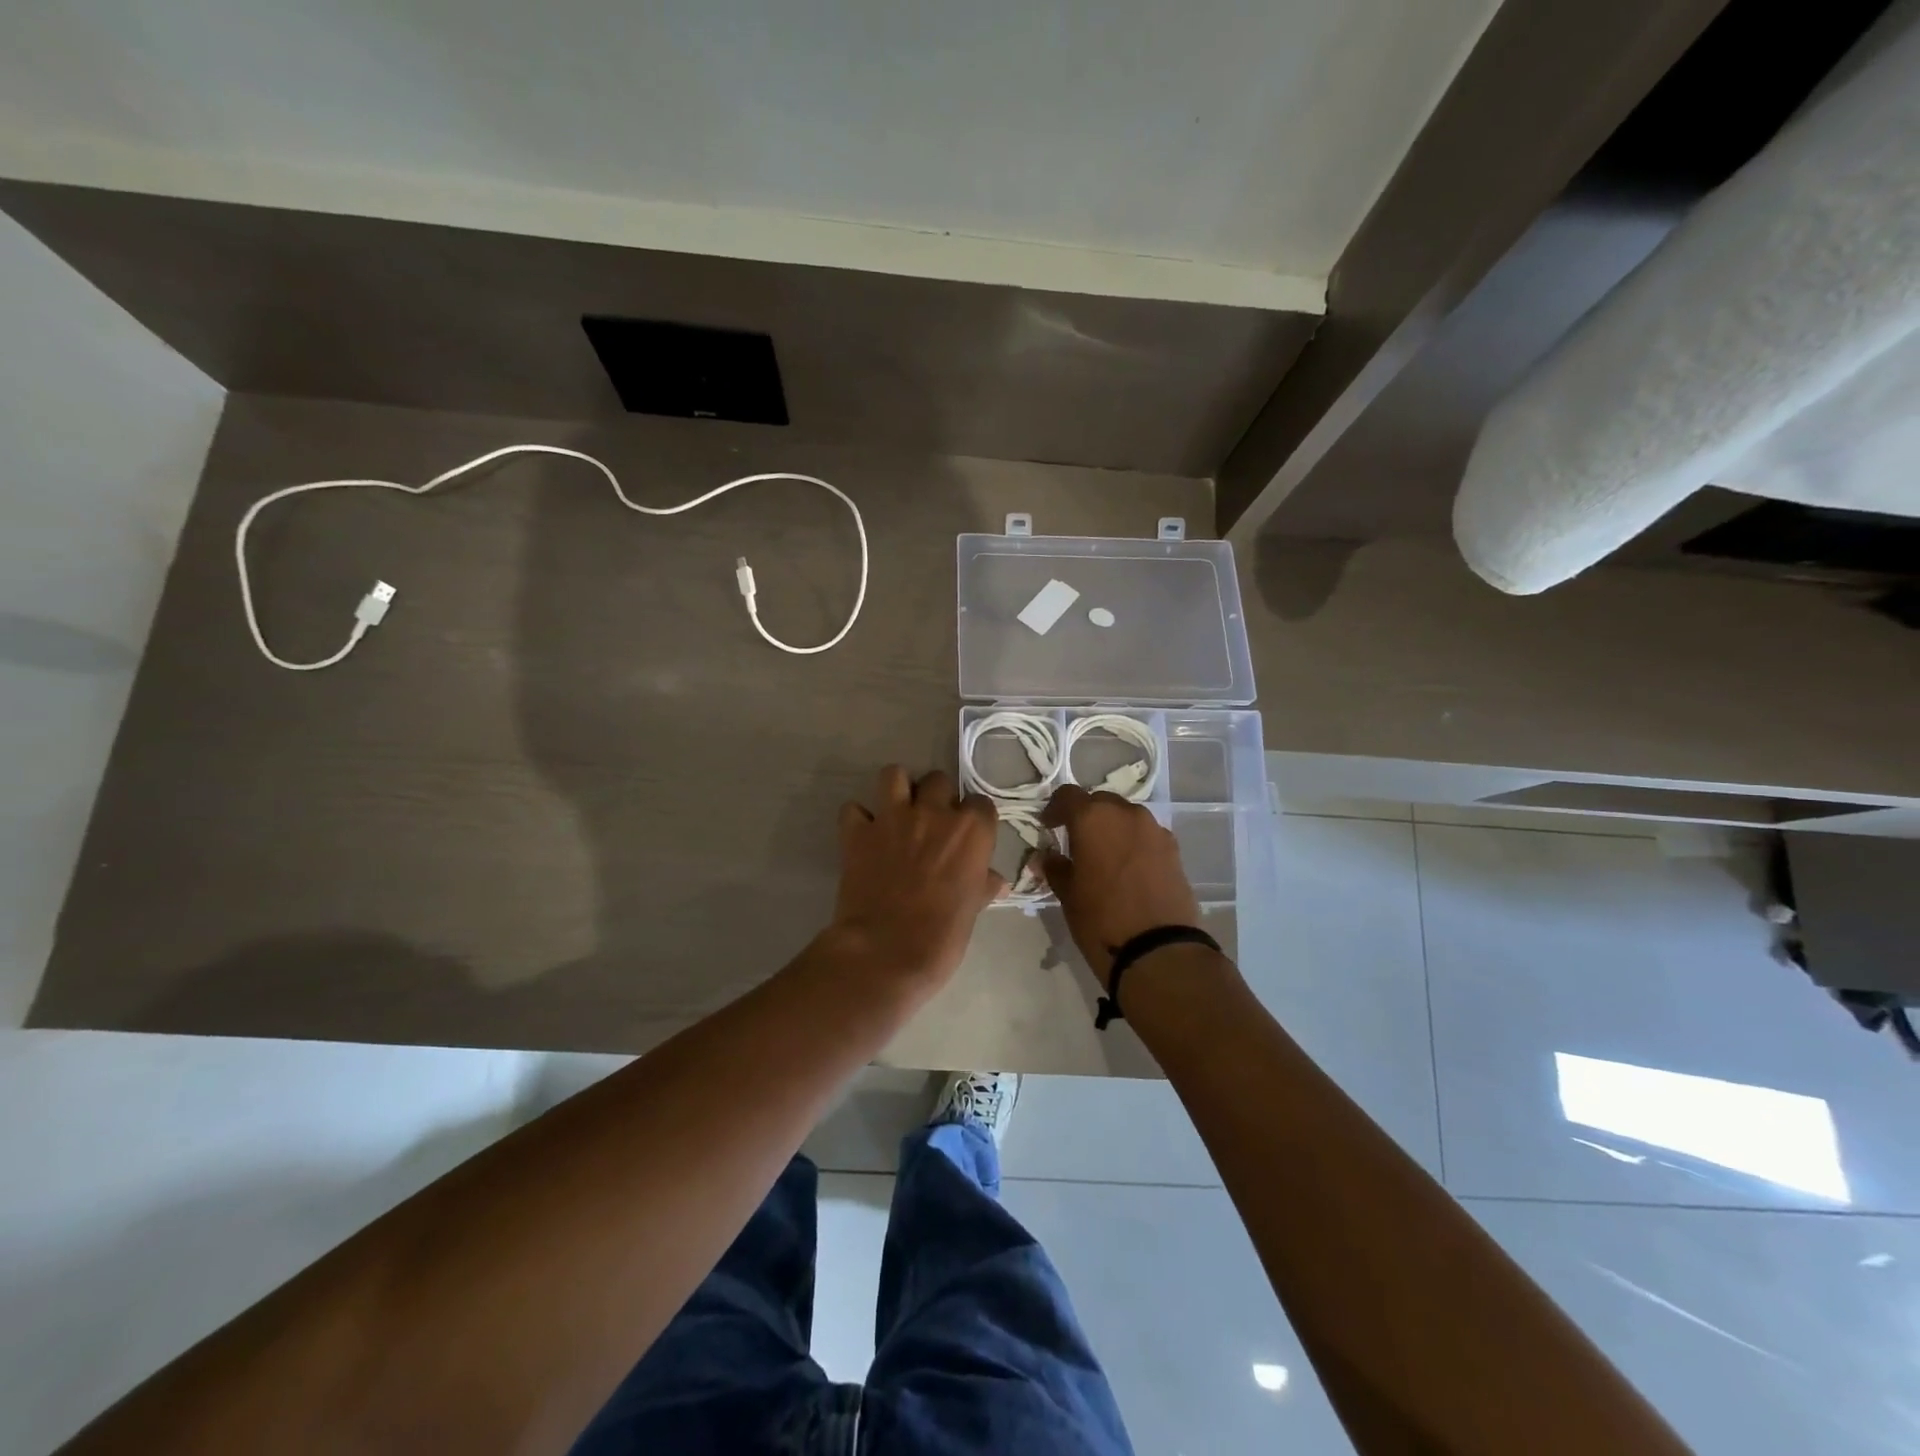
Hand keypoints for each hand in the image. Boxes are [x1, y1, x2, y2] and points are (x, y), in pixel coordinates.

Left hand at [829, 766, 1004, 990]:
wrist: (886, 952)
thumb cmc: (942, 937)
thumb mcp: (972, 911)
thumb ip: (982, 886)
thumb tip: (997, 882)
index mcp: (971, 831)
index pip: (981, 803)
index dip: (974, 818)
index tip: (968, 835)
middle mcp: (934, 813)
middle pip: (939, 780)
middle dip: (936, 797)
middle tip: (931, 824)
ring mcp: (892, 818)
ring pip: (894, 775)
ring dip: (897, 789)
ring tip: (898, 812)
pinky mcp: (857, 832)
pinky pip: (853, 809)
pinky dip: (857, 819)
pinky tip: (863, 835)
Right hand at [1041, 786, 1201, 988]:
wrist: (1159, 950)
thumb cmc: (1101, 920)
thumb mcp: (1068, 895)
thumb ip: (1055, 868)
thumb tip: (1047, 857)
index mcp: (1093, 818)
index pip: (1068, 795)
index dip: (1055, 808)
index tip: (1048, 826)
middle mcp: (1126, 813)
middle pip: (1100, 802)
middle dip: (1086, 816)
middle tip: (1076, 841)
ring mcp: (1154, 829)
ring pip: (1126, 817)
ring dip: (1113, 828)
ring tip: (1104, 856)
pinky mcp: (1174, 849)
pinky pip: (1147, 835)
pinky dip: (1134, 843)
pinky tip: (1129, 869)